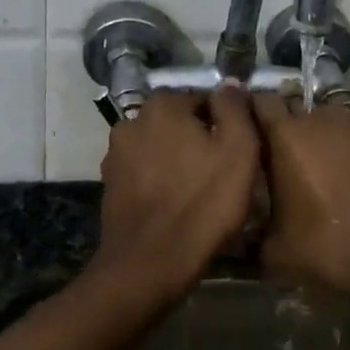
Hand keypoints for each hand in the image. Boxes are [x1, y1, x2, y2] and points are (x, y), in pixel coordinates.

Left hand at [91, 87, 260, 302]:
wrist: (149, 264)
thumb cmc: (202, 203)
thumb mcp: (238, 150)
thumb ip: (235, 108)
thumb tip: (231, 84)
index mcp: (162, 105)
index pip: (204, 100)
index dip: (227, 124)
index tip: (240, 152)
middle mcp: (132, 120)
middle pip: (180, 123)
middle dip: (200, 141)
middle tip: (224, 173)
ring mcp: (116, 154)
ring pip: (161, 148)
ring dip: (179, 161)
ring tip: (200, 192)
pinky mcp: (110, 185)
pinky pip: (145, 173)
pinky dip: (160, 181)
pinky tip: (176, 204)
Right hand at [252, 96, 349, 296]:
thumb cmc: (329, 248)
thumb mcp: (275, 251)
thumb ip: (254, 231)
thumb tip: (244, 231)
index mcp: (287, 136)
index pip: (263, 102)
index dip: (256, 112)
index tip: (255, 130)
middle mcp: (323, 119)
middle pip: (301, 112)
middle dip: (295, 131)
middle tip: (295, 162)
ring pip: (337, 122)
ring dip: (330, 140)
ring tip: (334, 171)